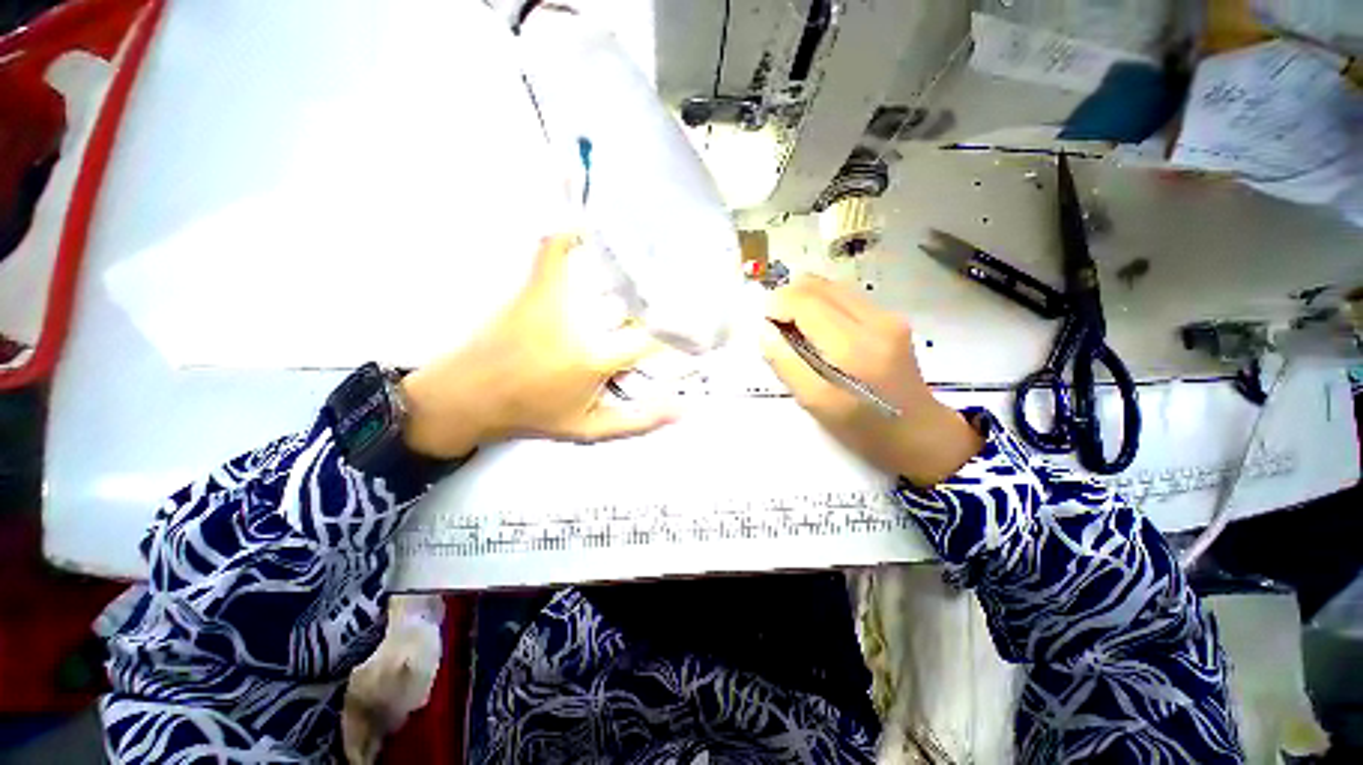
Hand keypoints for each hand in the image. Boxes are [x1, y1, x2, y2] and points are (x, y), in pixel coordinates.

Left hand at [399, 234, 673, 457]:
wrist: (468, 394)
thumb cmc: (526, 413)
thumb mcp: (585, 431)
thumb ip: (635, 421)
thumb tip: (683, 411)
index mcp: (593, 360)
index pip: (649, 340)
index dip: (680, 331)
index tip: (700, 326)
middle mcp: (579, 324)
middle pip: (629, 299)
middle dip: (656, 288)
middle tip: (683, 278)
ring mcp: (554, 299)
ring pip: (599, 266)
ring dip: (624, 253)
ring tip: (649, 241)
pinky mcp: (531, 284)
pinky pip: (553, 245)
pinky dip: (568, 227)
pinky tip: (581, 208)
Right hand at [759, 275, 982, 486]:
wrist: (921, 433)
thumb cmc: (867, 431)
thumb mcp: (819, 407)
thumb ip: (788, 365)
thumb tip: (765, 330)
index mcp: (853, 348)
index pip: (804, 300)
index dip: (777, 305)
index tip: (767, 327)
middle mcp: (873, 321)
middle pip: (817, 286)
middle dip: (790, 299)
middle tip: (780, 329)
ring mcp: (887, 315)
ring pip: (832, 287)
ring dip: (808, 301)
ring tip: (802, 333)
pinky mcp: (893, 317)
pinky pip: (849, 298)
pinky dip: (828, 307)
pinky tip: (828, 335)